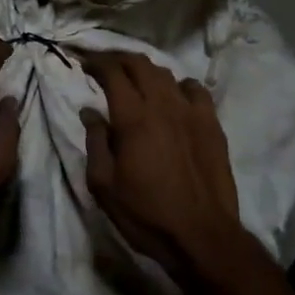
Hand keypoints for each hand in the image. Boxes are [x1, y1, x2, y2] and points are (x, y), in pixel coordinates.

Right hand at [80, 51, 252, 285]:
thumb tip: (90, 111)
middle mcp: (163, 105)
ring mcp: (191, 112)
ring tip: (133, 78)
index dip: (95, 61)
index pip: (112, 72)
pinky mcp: (212, 124)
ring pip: (165, 73)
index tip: (82, 62)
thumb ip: (95, 142)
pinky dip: (178, 85)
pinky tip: (173, 96)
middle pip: (139, 63)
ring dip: (145, 69)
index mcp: (133, 118)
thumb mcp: (104, 185)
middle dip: (117, 57)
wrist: (202, 237)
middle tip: (103, 64)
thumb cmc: (146, 214)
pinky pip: (195, 89)